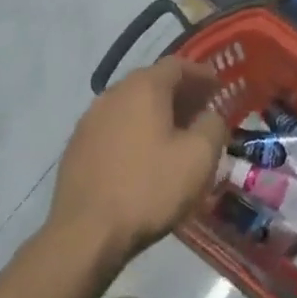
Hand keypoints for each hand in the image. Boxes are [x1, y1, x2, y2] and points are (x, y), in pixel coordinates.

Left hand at [47, 58, 227, 269]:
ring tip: (176, 135)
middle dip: (180, 93)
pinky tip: (144, 155)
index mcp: (143, 87)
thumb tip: (210, 116)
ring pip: (131, 105)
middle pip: (152, 82)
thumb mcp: (199, 158)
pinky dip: (135, 130)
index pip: (177, 65)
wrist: (86, 233)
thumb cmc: (149, 189)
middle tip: (201, 111)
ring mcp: (90, 119)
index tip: (219, 88)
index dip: (201, 74)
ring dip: (156, 113)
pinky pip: (114, 126)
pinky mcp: (77, 146)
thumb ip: (213, 126)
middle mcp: (113, 93)